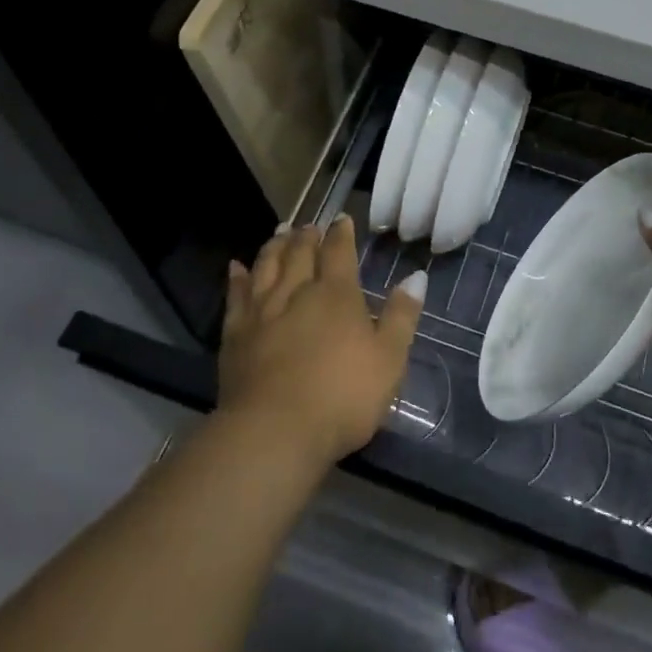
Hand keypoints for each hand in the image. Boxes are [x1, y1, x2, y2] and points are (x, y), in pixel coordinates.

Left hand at [219, 216, 424, 468]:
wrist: (275, 431)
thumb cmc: (342, 396)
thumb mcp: (389, 359)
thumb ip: (401, 316)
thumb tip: (416, 276)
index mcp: (336, 295)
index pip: (339, 252)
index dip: (341, 234)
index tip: (341, 219)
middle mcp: (297, 292)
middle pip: (300, 253)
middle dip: (306, 236)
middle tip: (308, 225)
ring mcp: (262, 311)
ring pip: (267, 266)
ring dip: (274, 246)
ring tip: (280, 232)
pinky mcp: (235, 334)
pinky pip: (235, 295)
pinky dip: (237, 278)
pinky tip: (236, 267)